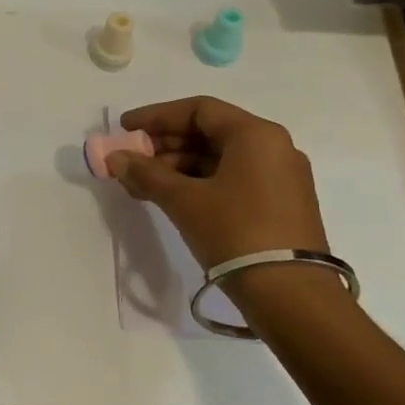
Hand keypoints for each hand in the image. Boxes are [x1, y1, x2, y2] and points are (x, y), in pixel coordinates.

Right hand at [106, 98, 331, 301]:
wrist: (290, 294)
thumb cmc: (235, 232)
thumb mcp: (184, 200)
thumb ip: (146, 173)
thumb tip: (114, 158)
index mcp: (255, 135)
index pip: (198, 109)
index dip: (157, 116)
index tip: (125, 129)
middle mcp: (273, 147)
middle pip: (209, 132)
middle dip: (165, 144)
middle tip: (130, 159)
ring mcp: (280, 176)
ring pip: (219, 157)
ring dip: (178, 166)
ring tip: (143, 184)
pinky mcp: (280, 203)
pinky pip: (232, 178)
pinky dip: (199, 182)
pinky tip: (171, 198)